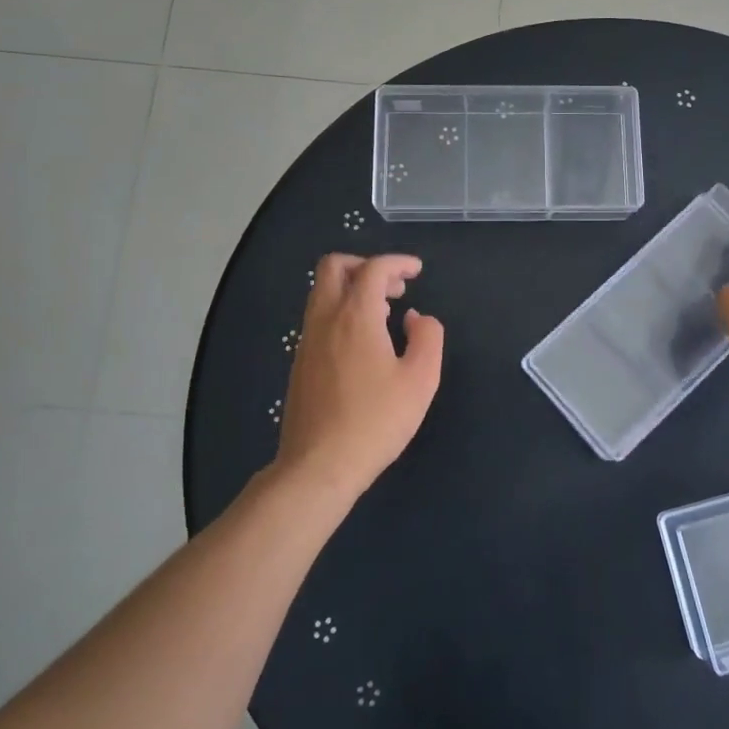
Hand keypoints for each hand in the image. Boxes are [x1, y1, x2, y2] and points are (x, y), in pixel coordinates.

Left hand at [273, 253, 444, 501]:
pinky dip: (341, 312)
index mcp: (355, 316)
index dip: (397, 262)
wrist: (319, 465)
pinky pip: (318, 318)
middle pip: (334, 267)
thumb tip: (417, 318)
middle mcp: (325, 319)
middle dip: (366, 266)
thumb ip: (427, 338)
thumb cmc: (376, 421)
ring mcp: (307, 341)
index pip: (373, 268)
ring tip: (384, 314)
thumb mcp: (421, 379)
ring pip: (321, 292)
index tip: (417, 271)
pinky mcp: (300, 363)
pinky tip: (363, 343)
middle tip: (394, 288)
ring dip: (352, 289)